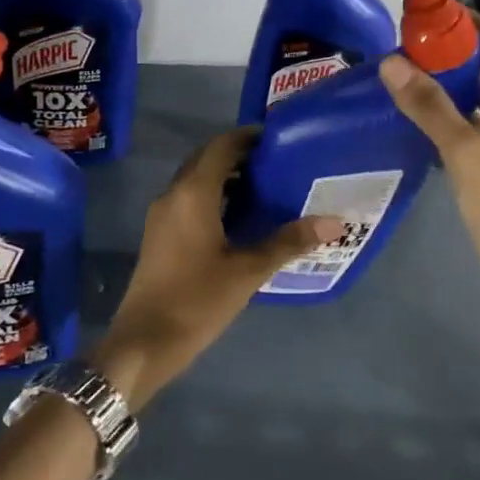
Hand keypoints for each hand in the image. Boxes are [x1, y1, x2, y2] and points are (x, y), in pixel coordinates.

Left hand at [93, 129, 343, 410]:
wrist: (144, 343)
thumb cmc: (197, 300)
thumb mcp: (248, 271)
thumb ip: (289, 242)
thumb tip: (334, 223)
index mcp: (193, 193)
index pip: (221, 146)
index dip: (248, 137)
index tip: (279, 138)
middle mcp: (173, 194)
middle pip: (206, 158)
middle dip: (239, 155)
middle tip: (277, 162)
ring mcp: (162, 215)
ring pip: (196, 180)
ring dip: (225, 176)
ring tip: (265, 186)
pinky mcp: (160, 234)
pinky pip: (189, 199)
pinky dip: (214, 195)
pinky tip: (239, 217)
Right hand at [379, 17, 479, 317]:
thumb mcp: (467, 154)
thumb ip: (430, 107)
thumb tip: (392, 62)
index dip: (465, 25)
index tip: (425, 12)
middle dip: (450, 54)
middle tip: (403, 44)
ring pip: (479, 101)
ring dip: (447, 87)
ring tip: (403, 75)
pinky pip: (474, 128)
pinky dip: (449, 118)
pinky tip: (415, 119)